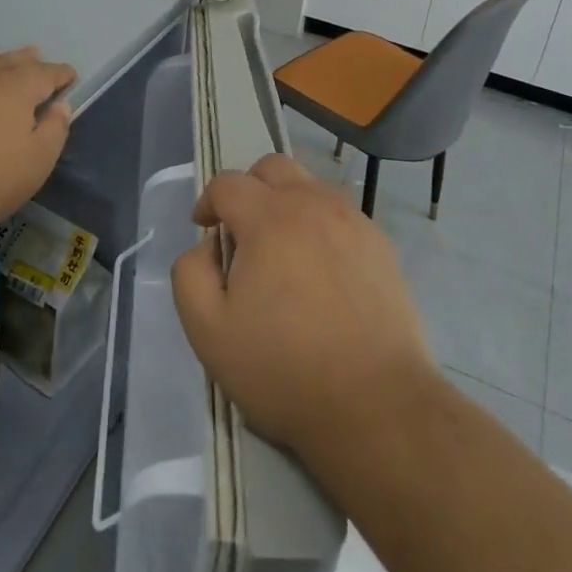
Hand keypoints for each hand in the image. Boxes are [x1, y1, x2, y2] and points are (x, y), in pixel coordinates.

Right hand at [170, 153, 435, 459]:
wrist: (376, 404)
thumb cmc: (284, 369)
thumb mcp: (209, 331)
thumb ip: (191, 274)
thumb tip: (206, 247)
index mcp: (269, 218)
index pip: (228, 183)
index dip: (208, 202)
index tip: (204, 230)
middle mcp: (313, 204)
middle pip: (273, 167)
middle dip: (248, 188)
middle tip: (241, 232)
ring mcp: (354, 221)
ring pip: (310, 186)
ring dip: (286, 204)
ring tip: (281, 252)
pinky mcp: (381, 246)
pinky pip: (341, 215)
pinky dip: (320, 226)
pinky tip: (320, 271)